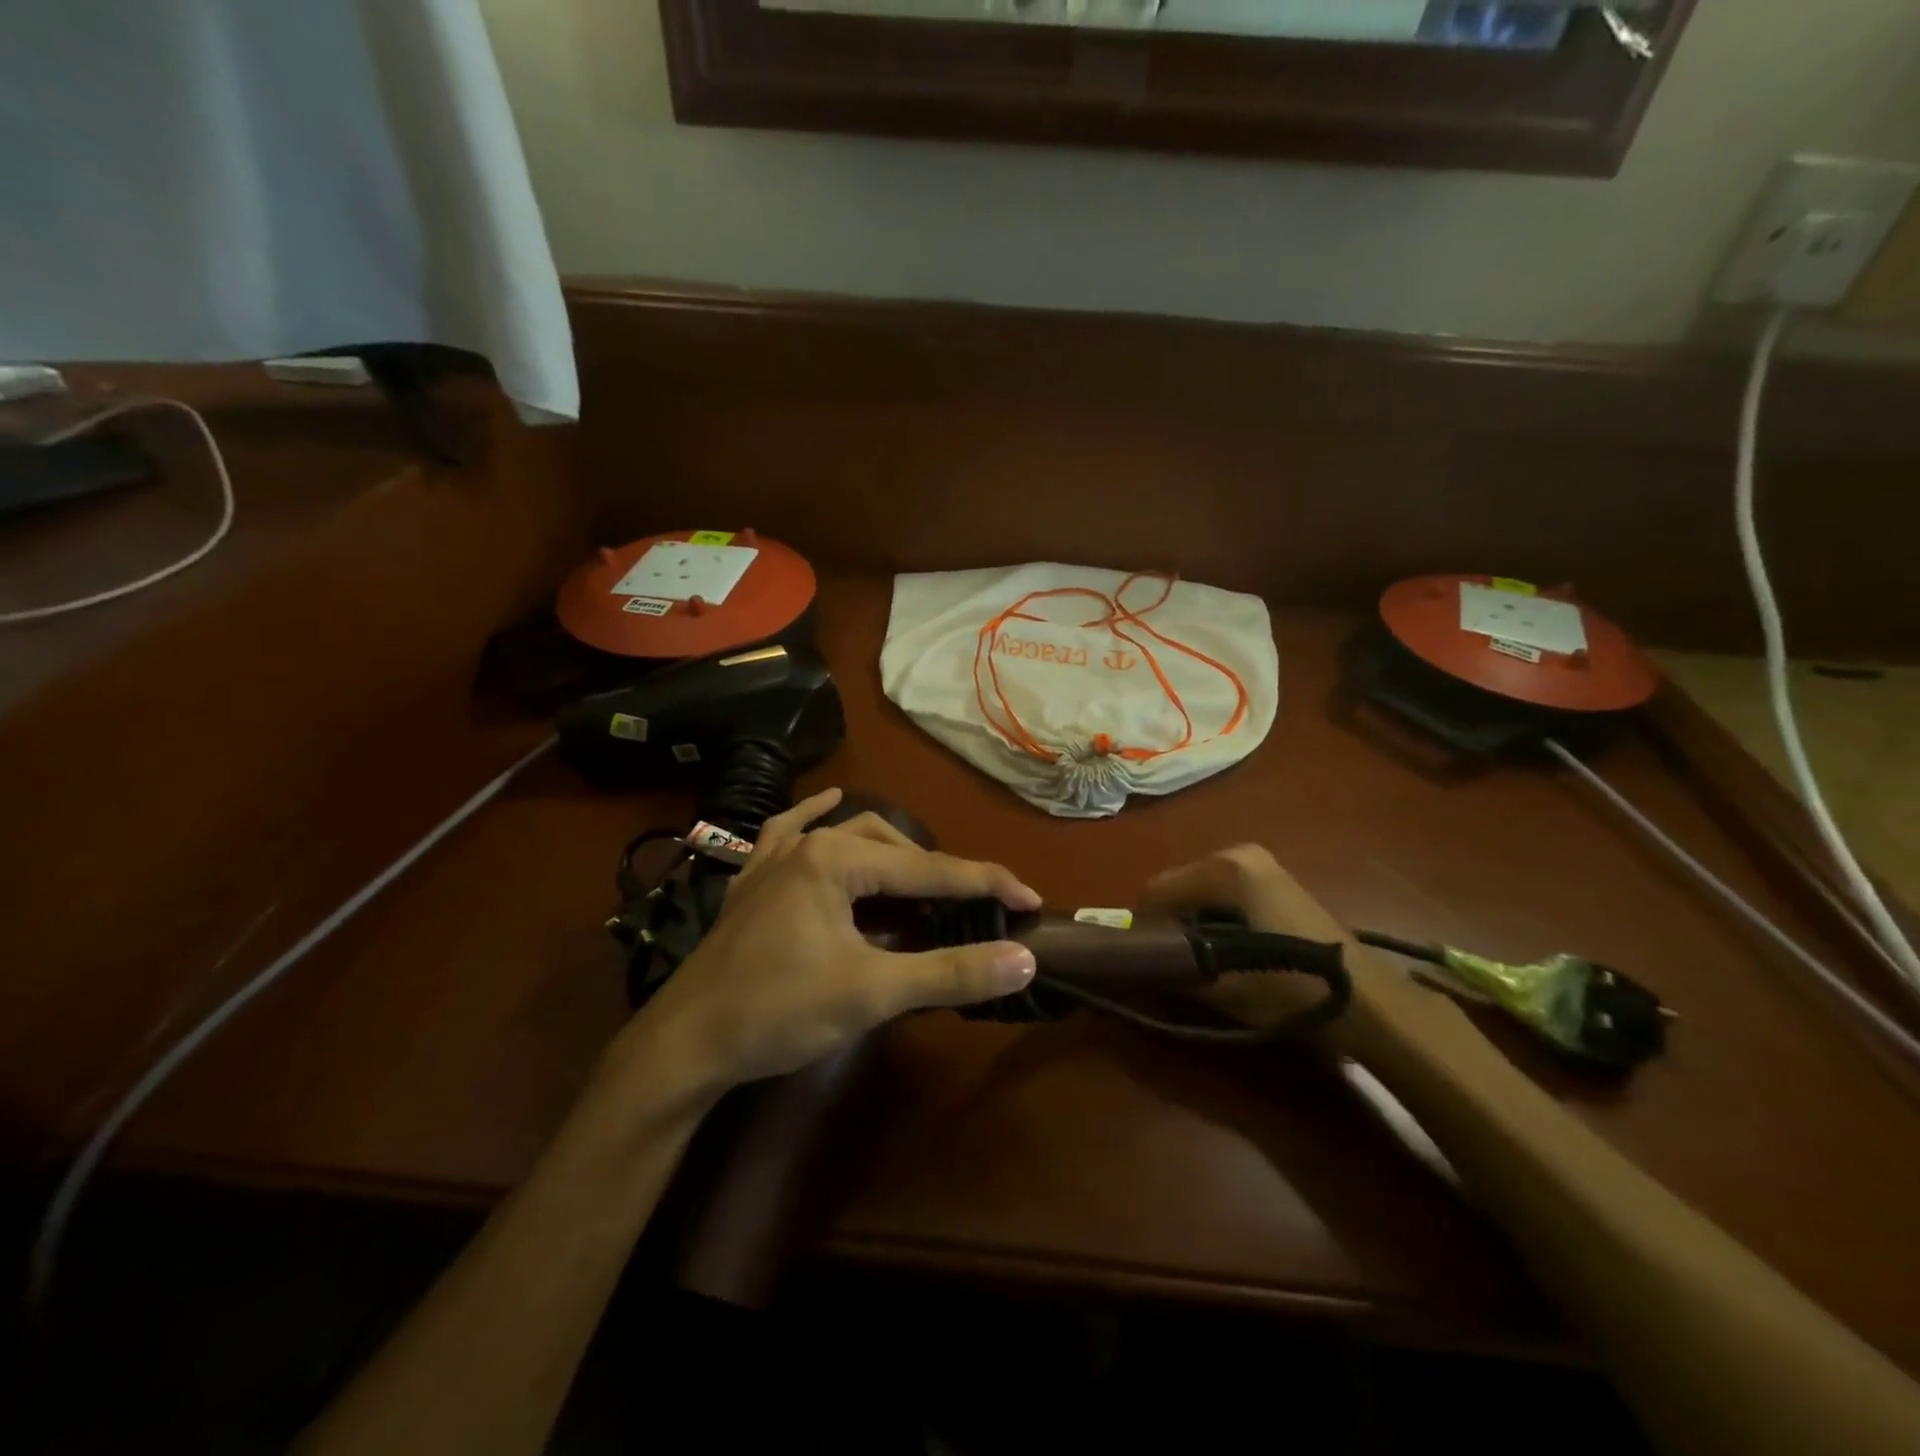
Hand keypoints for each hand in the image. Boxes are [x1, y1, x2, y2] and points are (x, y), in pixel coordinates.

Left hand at [640, 788, 1041, 1089]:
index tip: (1031, 901)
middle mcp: (807, 844)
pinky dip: (814, 818)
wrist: (685, 1044)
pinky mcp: (753, 880)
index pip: (930, 869)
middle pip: (893, 848)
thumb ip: (950, 972)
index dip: (986, 885)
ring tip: (923, 882)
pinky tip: (829, 803)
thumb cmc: (778, 1012)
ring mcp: (774, 859)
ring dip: (892, 856)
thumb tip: (1023, 959)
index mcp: (836, 859)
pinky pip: (788, 832)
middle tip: (975, 908)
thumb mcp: (872, 993)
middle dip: (939, 875)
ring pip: (848, 837)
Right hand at [1141, 844, 1461, 1053]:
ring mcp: (1260, 863)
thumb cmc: (1290, 988)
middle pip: (1178, 887)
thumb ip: (1172, 970)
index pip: (1155, 891)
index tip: (1150, 962)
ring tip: (1208, 961)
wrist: (1368, 1002)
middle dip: (1172, 923)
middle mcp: (1238, 853)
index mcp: (1224, 869)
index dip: (1146, 929)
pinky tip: (1233, 950)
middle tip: (1179, 964)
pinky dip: (1217, 918)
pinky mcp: (1275, 878)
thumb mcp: (1222, 988)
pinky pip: (1225, 894)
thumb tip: (1137, 966)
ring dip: (1194, 922)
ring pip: (1200, 891)